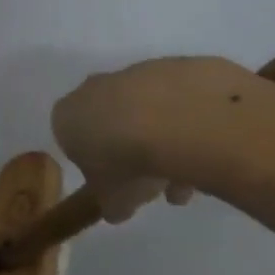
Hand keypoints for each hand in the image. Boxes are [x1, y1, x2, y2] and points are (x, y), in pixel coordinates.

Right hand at [51, 55, 263, 221]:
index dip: (94, 164)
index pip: (72, 139)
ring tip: (188, 178)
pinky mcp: (176, 65)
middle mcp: (96, 87)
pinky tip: (206, 151)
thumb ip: (112, 203)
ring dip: (164, 143)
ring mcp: (137, 72)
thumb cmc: (128, 163)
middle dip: (130, 150)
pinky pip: (179, 101)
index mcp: (68, 117)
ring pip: (148, 112)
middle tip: (152, 181)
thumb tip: (117, 208)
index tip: (114, 183)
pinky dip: (189, 125)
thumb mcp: (113, 200)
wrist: (179, 119)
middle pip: (111, 121)